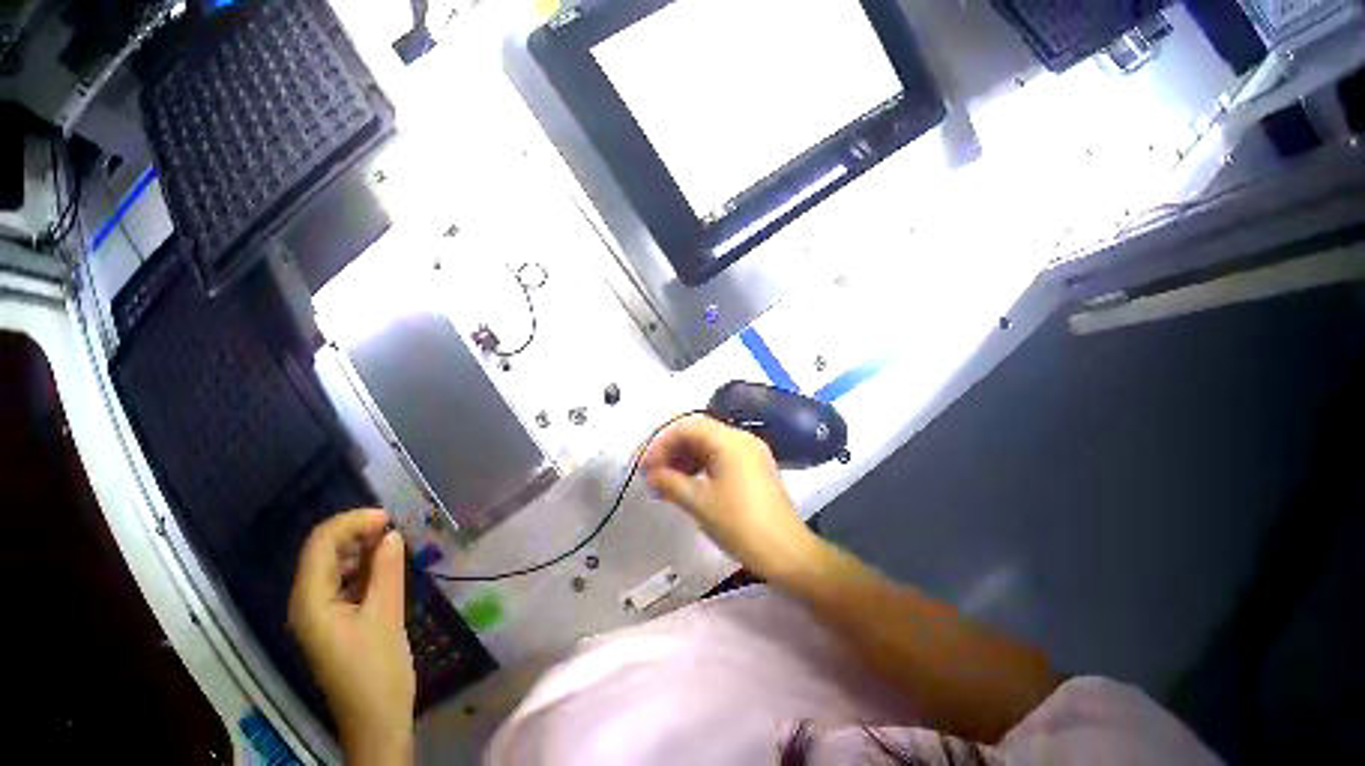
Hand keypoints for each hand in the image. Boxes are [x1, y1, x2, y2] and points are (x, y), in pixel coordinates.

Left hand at [288, 509, 414, 764]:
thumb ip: (386, 574)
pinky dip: (354, 580)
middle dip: (353, 537)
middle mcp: (302, 602)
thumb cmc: (379, 677)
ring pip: (327, 573)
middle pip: (321, 554)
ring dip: (355, 558)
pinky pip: (334, 592)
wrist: (376, 730)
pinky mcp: (324, 632)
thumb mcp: (386, 622)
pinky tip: (378, 580)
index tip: (387, 517)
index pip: (322, 542)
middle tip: (390, 533)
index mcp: (309, 598)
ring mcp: (311, 619)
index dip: (352, 522)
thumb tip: (391, 536)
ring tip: (388, 551)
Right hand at [642, 414, 825, 584]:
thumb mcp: (699, 503)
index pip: (687, 426)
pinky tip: (686, 488)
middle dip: (671, 451)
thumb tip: (651, 474)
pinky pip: (721, 459)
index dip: (660, 443)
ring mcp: (752, 456)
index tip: (644, 467)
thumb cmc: (739, 524)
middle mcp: (743, 441)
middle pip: (699, 433)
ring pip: (710, 447)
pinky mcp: (756, 473)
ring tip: (664, 484)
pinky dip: (700, 469)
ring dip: (684, 461)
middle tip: (651, 475)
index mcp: (730, 441)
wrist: (784, 550)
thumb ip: (670, 482)